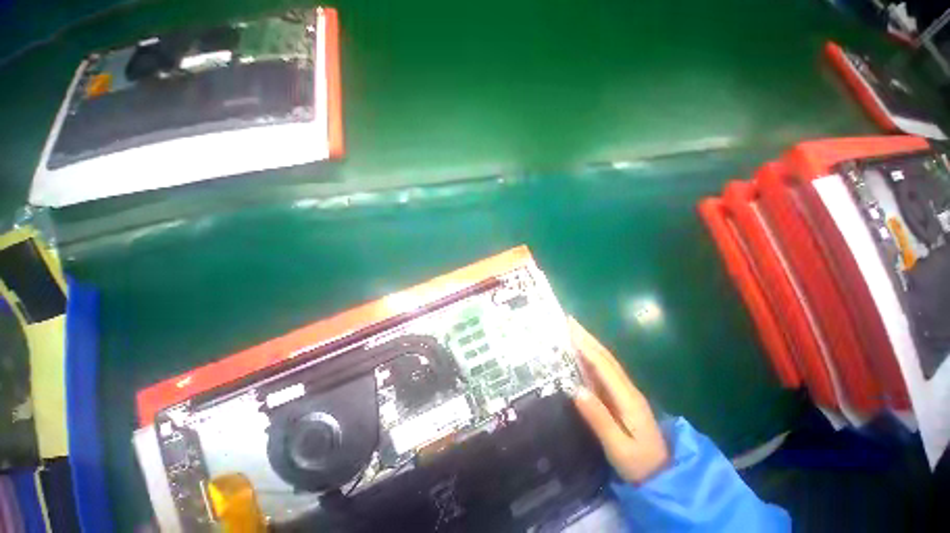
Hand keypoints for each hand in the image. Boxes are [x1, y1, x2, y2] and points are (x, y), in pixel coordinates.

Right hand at [569, 317, 669, 482]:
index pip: (604, 365)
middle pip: (606, 357)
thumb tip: (576, 389)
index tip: (570, 330)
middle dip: (587, 337)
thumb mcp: (620, 448)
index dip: (586, 346)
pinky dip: (592, 356)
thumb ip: (599, 419)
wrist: (665, 477)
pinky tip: (582, 353)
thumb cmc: (640, 466)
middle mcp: (628, 388)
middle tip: (568, 320)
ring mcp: (626, 392)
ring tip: (573, 330)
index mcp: (627, 397)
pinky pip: (604, 371)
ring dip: (590, 343)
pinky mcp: (622, 397)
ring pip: (606, 361)